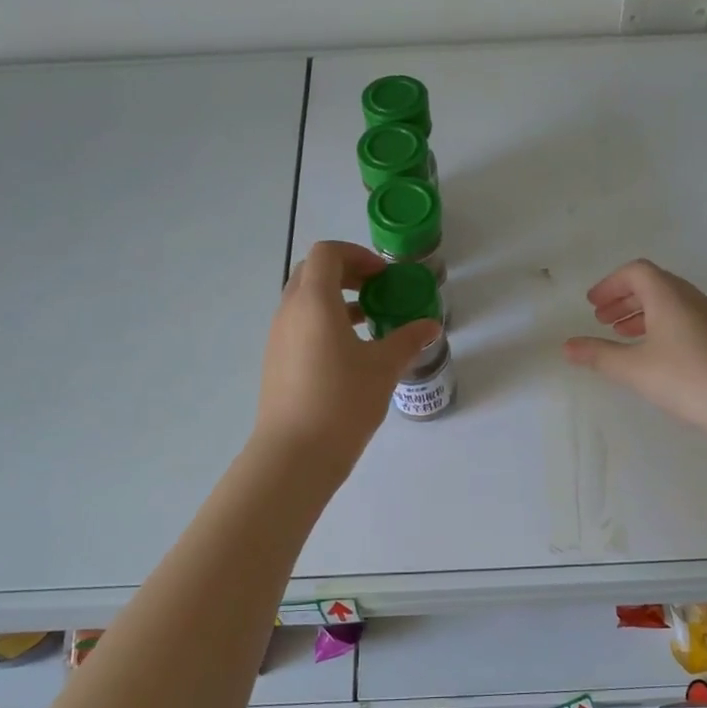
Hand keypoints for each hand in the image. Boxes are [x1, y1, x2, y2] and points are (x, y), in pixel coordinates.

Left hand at [254, 241, 441, 474]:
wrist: (295, 453)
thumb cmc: (342, 401)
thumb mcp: (384, 368)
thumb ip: (408, 340)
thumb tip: (430, 326)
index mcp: (314, 302)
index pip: (327, 254)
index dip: (357, 255)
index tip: (383, 276)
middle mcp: (289, 312)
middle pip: (312, 273)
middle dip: (346, 274)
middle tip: (376, 293)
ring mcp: (278, 338)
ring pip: (304, 302)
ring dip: (335, 302)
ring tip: (368, 324)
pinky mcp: (276, 362)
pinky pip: (299, 327)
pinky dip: (323, 325)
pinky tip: (349, 356)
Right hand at [563, 259, 706, 440]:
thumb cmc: (688, 380)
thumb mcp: (635, 370)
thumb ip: (598, 355)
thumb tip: (567, 346)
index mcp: (670, 296)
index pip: (637, 271)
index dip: (610, 284)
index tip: (592, 304)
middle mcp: (693, 299)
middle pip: (654, 284)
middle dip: (624, 298)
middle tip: (602, 319)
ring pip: (671, 302)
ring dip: (643, 313)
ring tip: (623, 336)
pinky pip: (686, 318)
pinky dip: (662, 326)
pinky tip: (657, 354)